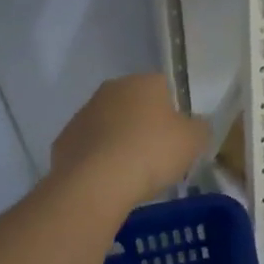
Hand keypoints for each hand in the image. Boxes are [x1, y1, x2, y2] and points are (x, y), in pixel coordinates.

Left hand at [51, 74, 207, 203]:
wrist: (97, 182)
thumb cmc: (152, 152)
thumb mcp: (194, 141)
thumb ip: (199, 128)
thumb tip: (195, 125)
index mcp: (145, 82)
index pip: (165, 88)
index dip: (174, 113)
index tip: (177, 138)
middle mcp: (112, 89)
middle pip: (135, 105)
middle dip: (145, 125)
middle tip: (157, 155)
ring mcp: (84, 113)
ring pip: (110, 125)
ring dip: (120, 141)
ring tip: (132, 173)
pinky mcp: (64, 140)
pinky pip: (90, 147)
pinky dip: (99, 160)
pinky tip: (108, 180)